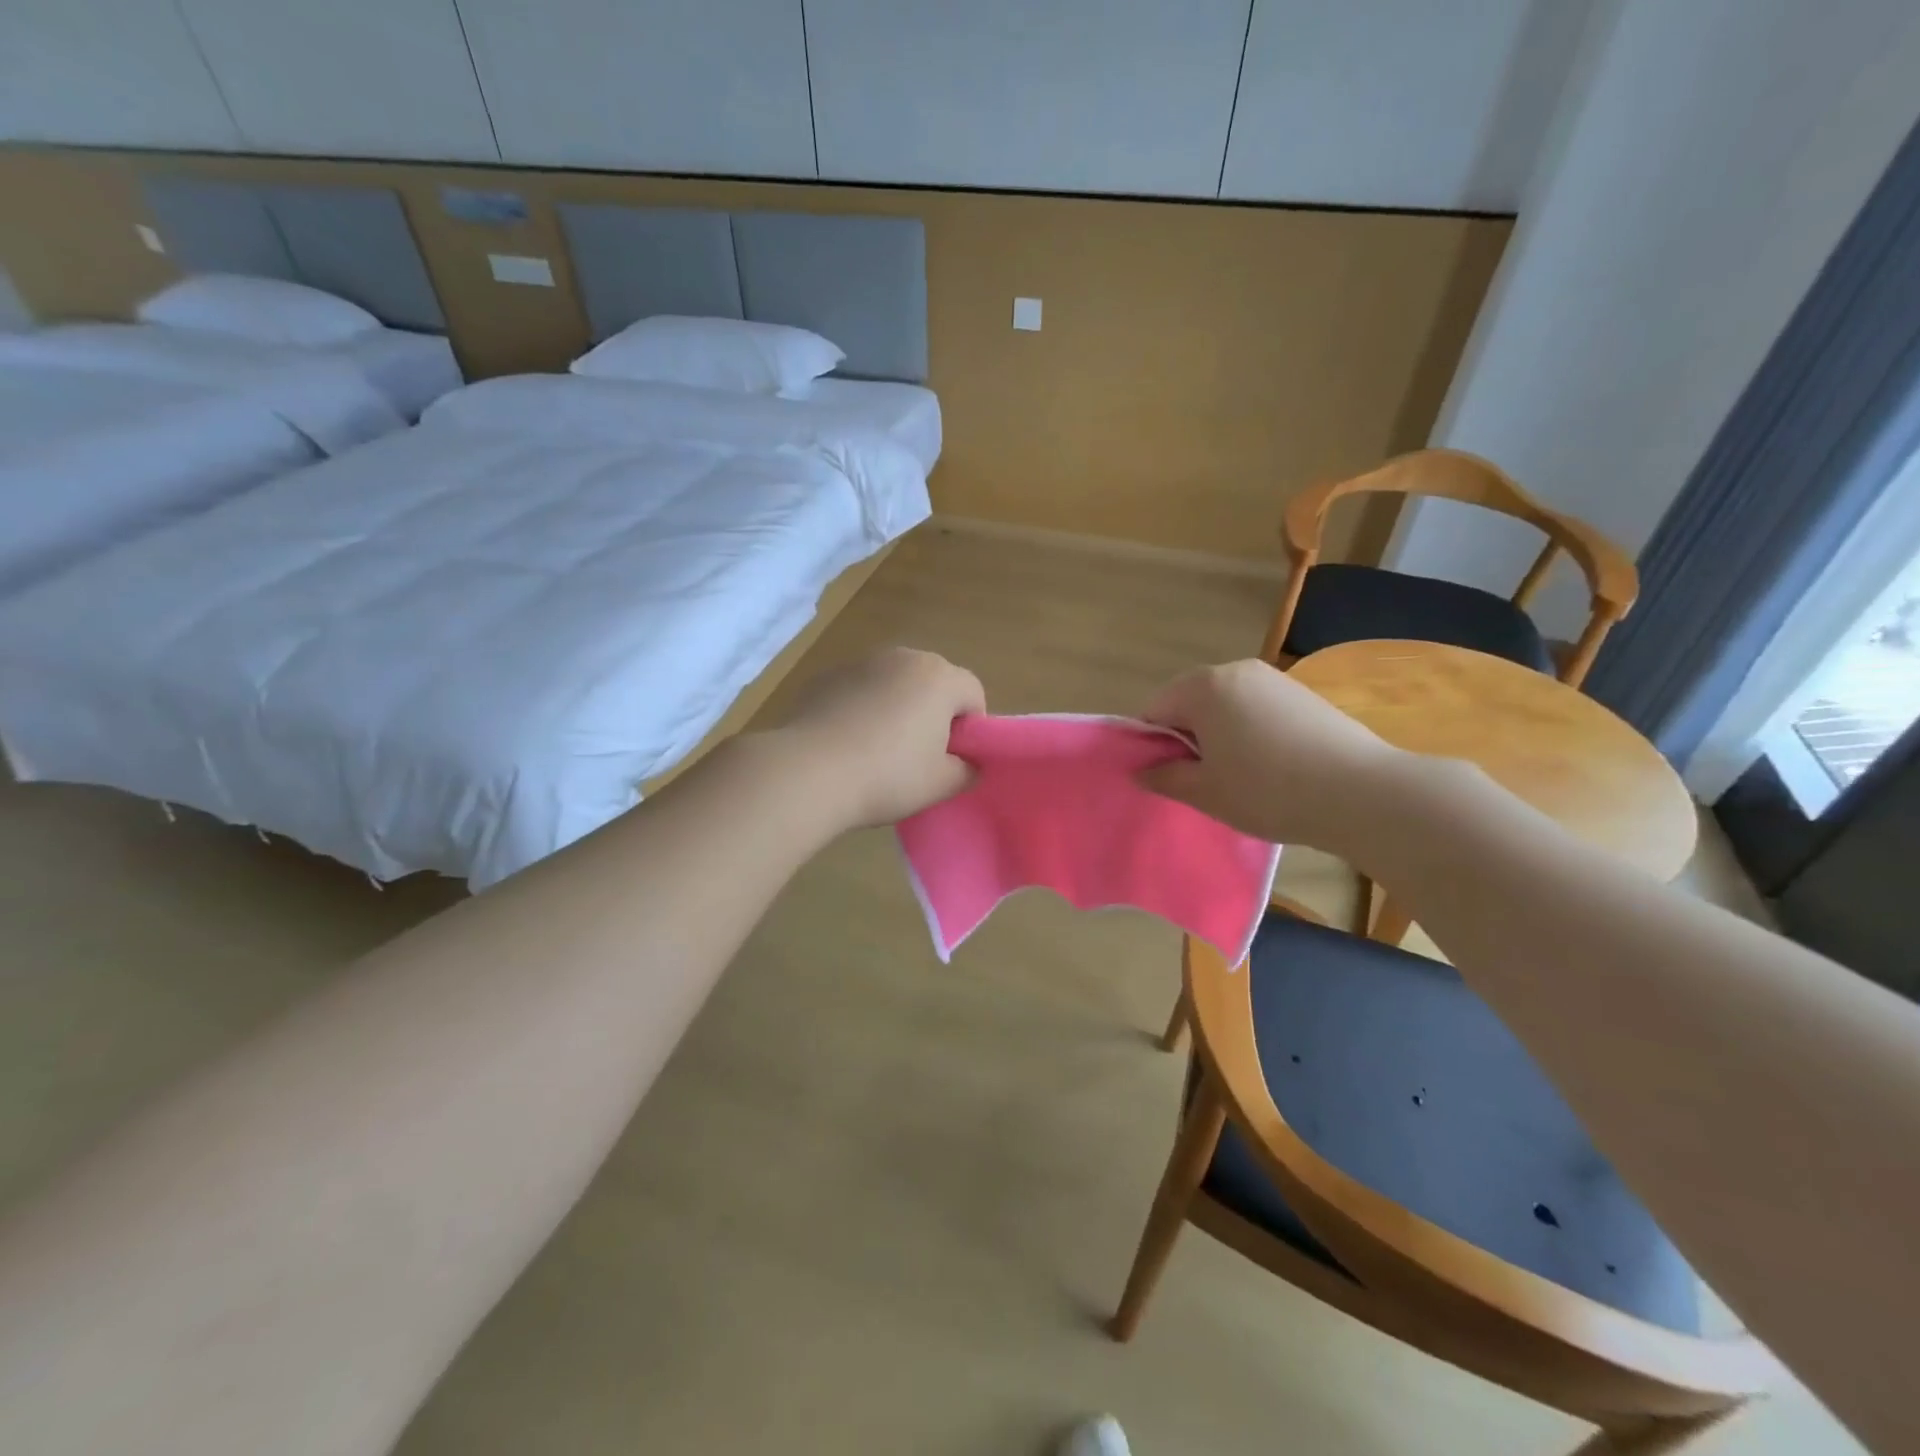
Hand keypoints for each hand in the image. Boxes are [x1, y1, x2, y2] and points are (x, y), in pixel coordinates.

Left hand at [770, 647, 985, 827]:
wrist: (808, 772)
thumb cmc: (887, 776)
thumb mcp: (941, 784)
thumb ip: (967, 771)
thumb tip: (967, 764)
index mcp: (939, 677)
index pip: (973, 693)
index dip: (971, 728)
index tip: (952, 759)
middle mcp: (902, 657)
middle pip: (933, 683)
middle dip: (933, 714)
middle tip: (919, 757)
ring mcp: (860, 663)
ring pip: (893, 685)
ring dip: (896, 709)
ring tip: (878, 751)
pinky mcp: (825, 677)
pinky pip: (858, 691)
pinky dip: (861, 710)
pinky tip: (846, 744)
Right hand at [1139, 658, 1403, 852]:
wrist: (1361, 793)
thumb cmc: (1267, 791)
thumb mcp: (1205, 792)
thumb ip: (1165, 777)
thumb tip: (1141, 770)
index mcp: (1203, 687)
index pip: (1154, 711)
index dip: (1153, 746)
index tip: (1168, 777)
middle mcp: (1235, 670)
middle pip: (1190, 702)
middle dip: (1187, 737)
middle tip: (1203, 779)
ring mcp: (1273, 679)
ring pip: (1225, 705)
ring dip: (1219, 735)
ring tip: (1240, 775)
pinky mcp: (1302, 694)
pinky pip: (1256, 708)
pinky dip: (1250, 732)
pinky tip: (1271, 765)